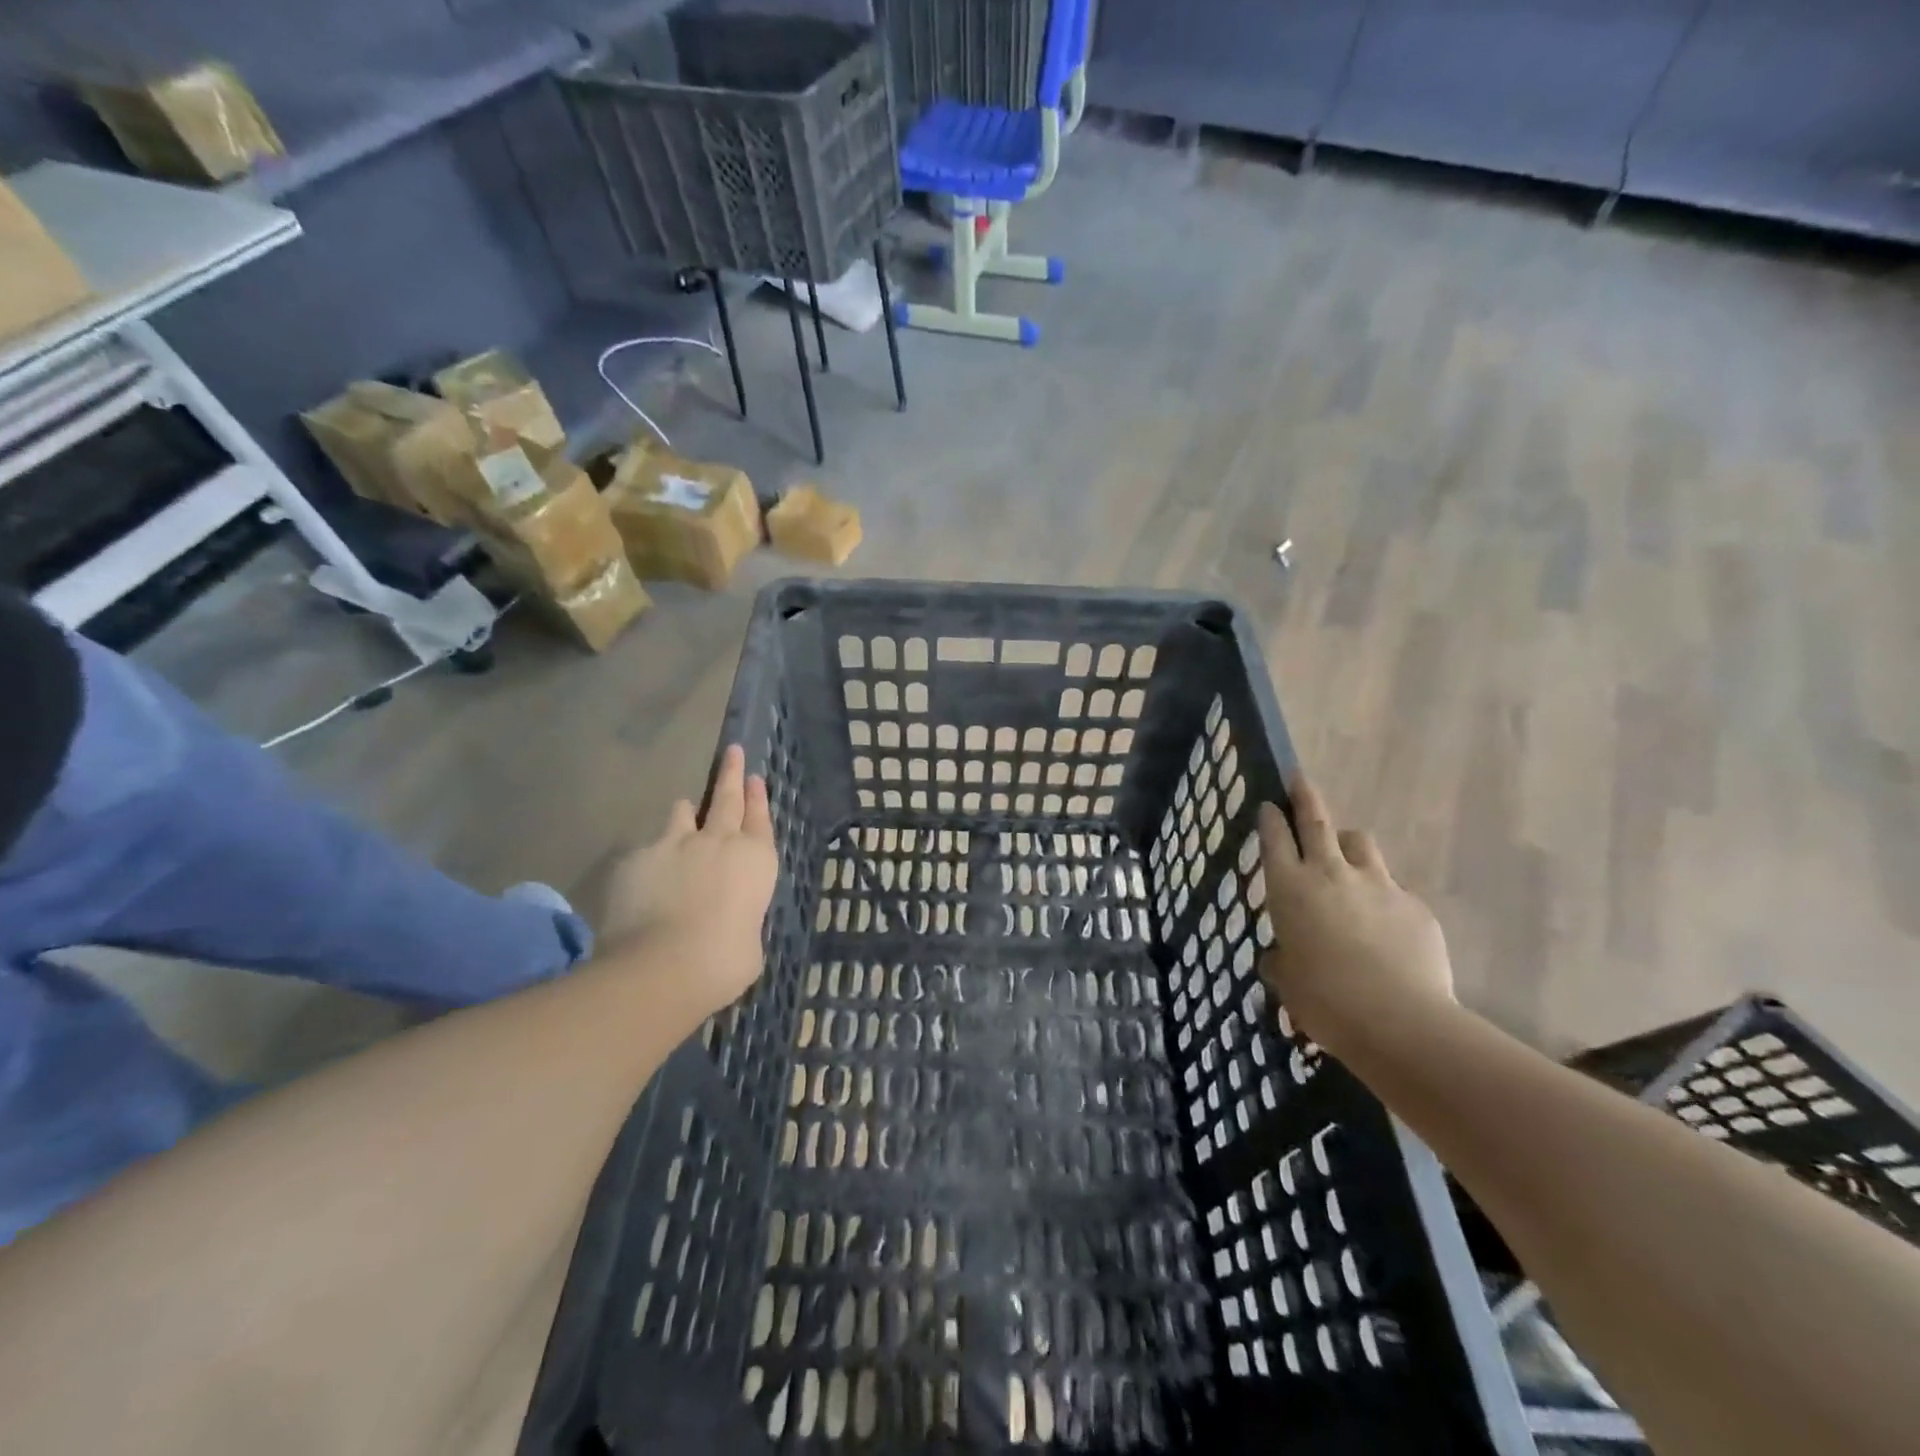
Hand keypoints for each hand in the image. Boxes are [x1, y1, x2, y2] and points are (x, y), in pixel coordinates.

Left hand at [602, 745, 778, 1013]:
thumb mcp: (750, 943)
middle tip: (732, 751)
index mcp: (755, 860)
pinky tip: (643, 881)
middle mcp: (718, 842)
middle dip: (731, 773)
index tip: (754, 776)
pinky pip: (647, 850)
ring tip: (684, 813)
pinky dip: (650, 859)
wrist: (662, 965)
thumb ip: (742, 919)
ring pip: (682, 814)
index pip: (760, 818)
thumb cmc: (724, 961)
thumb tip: (730, 921)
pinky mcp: (637, 858)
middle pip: (727, 799)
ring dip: (686, 814)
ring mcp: (674, 845)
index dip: (758, 797)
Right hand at [1257, 777, 1454, 1056]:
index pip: (1275, 838)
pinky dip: (1383, 898)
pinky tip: (1385, 929)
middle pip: (1317, 821)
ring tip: (1345, 858)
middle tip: (1299, 780)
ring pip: (1360, 843)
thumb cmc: (1324, 1000)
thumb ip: (1281, 960)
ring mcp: (1377, 885)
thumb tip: (1282, 957)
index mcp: (1289, 888)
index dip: (1271, 819)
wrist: (1399, 1021)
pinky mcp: (1414, 906)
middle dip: (1305, 797)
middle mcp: (1330, 873)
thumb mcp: (1287, 981)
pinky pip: (1393, 889)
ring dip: (1347, 844)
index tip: (1268, 804)